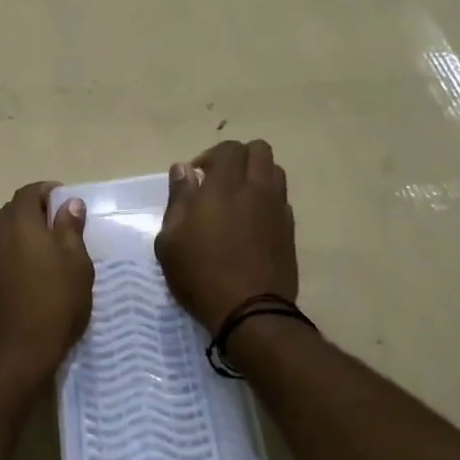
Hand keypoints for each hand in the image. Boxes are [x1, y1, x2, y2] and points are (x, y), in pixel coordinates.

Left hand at [0, 182, 93, 388]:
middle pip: (11, 212)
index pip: (30, 192)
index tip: (64, 204)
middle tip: (54, 233)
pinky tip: (16, 282)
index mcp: (18, 222)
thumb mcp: (76, 266)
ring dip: (14, 239)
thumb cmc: (54, 305)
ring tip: (35, 258)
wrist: (13, 355)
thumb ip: (70, 228)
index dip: (48, 193)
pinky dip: (2, 261)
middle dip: (32, 216)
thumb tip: (69, 203)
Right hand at [155, 140, 297, 330]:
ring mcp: (277, 209)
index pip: (228, 148)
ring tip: (238, 199)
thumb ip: (178, 198)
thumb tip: (183, 169)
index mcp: (224, 187)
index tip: (197, 179)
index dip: (211, 156)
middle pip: (259, 150)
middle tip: (219, 182)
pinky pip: (281, 199)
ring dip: (256, 175)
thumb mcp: (170, 240)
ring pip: (275, 171)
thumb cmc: (200, 275)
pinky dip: (267, 200)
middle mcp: (256, 189)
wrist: (250, 311)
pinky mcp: (290, 230)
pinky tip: (252, 222)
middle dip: (238, 158)